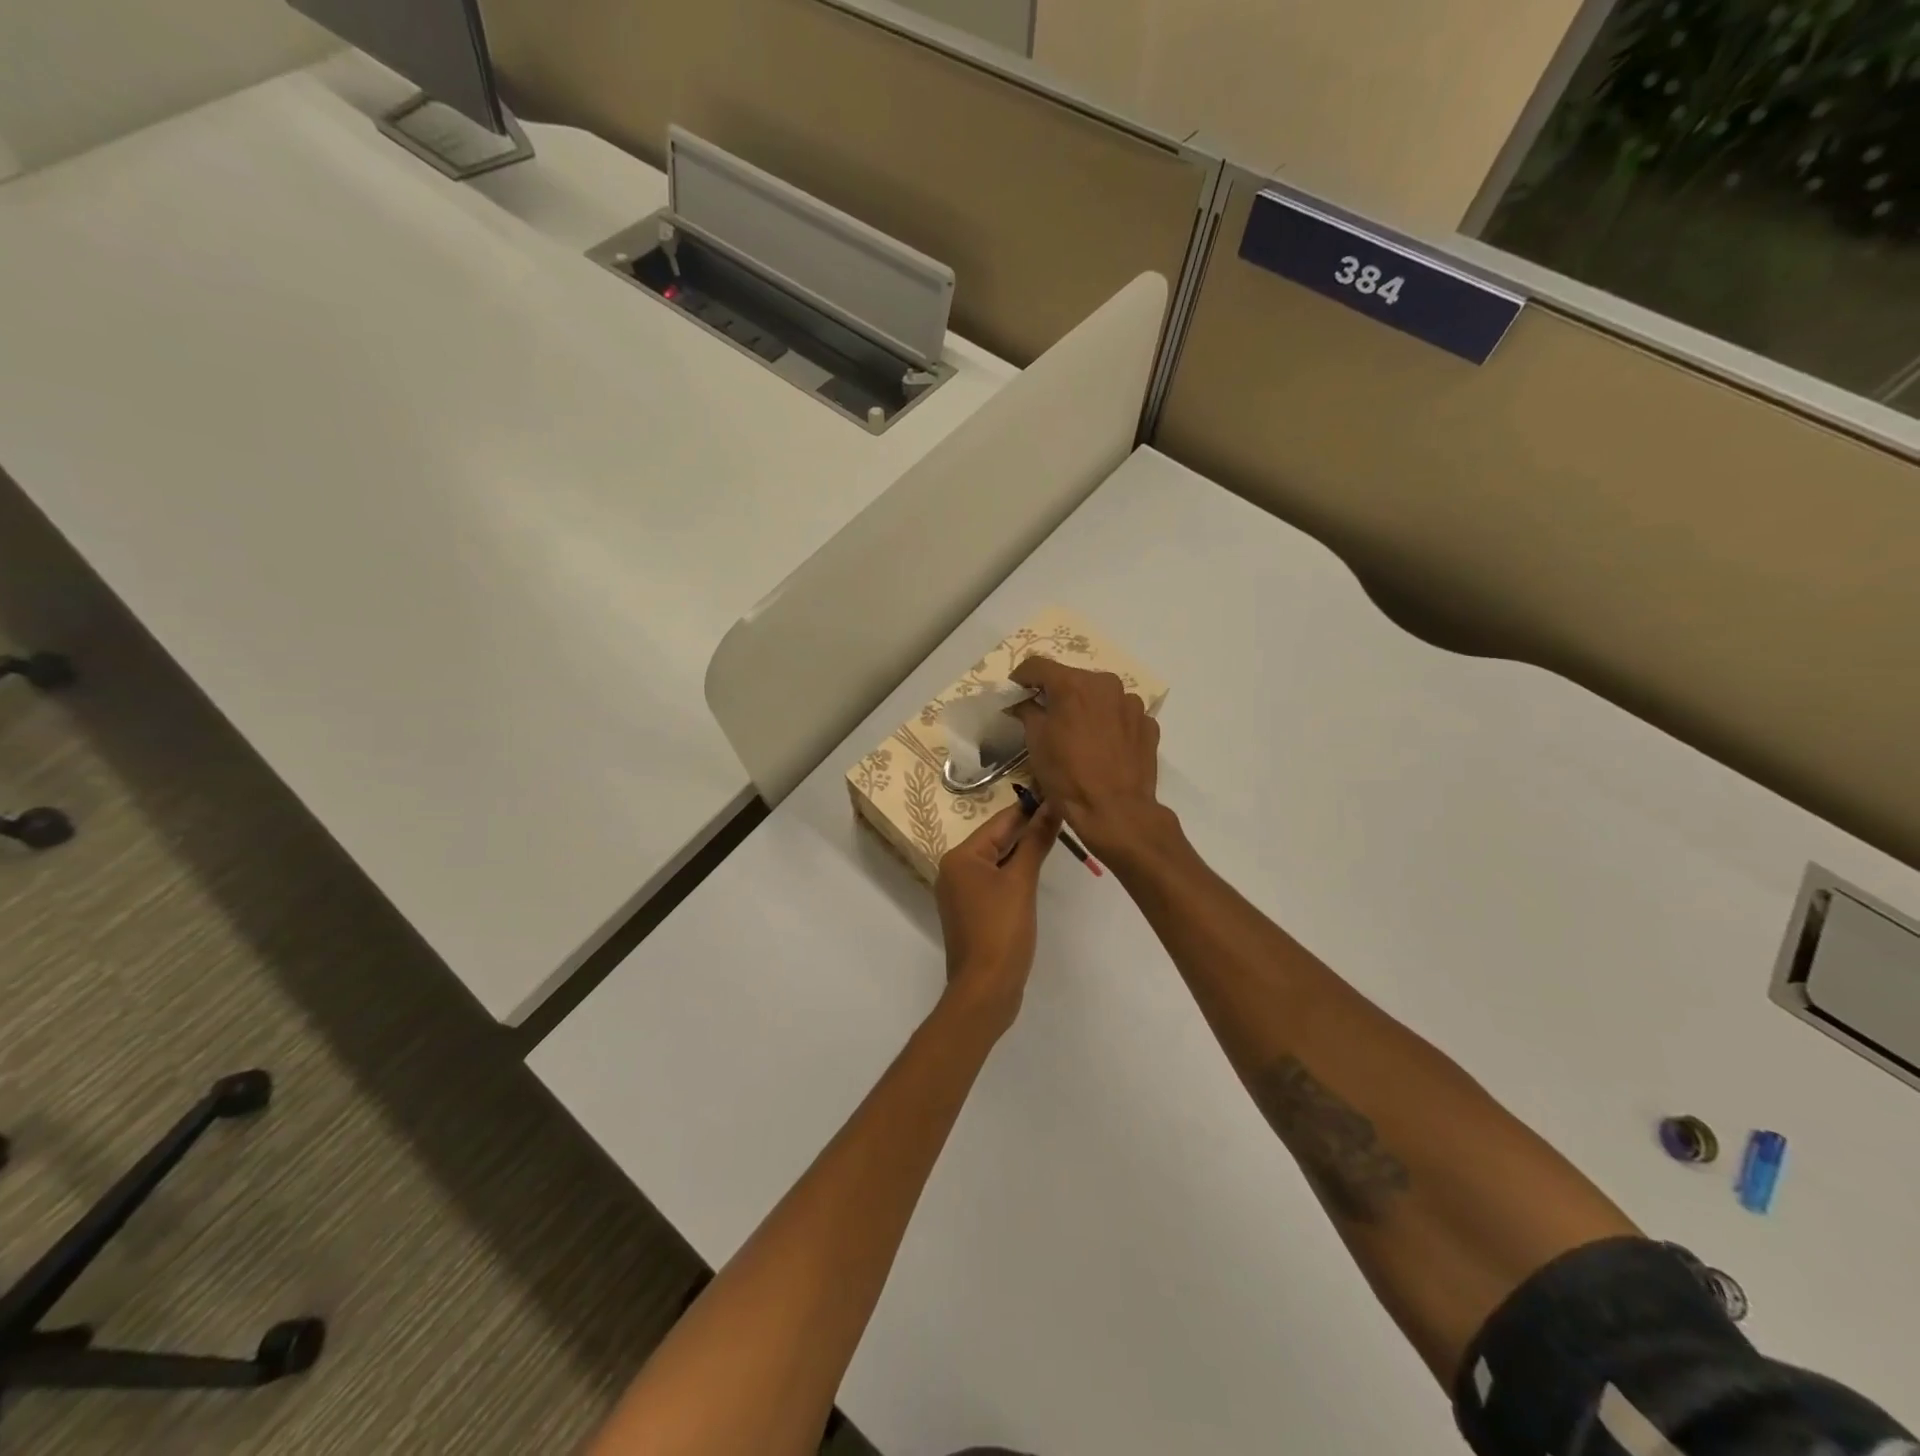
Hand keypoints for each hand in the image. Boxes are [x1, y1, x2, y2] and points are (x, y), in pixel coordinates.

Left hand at [935, 801, 1061, 1027]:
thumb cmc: (1001, 930)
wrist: (985, 989)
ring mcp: (961, 893)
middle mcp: (954, 870)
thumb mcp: (1021, 882)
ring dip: (1023, 851)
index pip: (999, 822)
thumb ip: (1036, 842)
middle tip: (1062, 811)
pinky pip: (995, 881)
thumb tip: (1052, 806)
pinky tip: (1037, 869)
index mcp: (961, 857)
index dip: (1029, 808)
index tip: (1054, 791)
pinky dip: (1015, 873)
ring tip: (1056, 834)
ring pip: (997, 861)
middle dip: (1027, 828)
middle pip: (996, 840)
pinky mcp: (972, 913)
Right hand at [1008, 658, 1164, 859]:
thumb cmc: (1068, 776)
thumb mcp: (1036, 742)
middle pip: (1073, 679)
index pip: (1038, 665)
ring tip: (1080, 735)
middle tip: (1047, 716)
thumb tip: (1023, 701)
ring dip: (1087, 708)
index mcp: (1073, 684)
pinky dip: (1109, 723)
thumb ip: (1028, 711)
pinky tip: (1104, 747)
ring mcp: (1132, 703)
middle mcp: (1106, 684)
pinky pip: (1122, 715)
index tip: (1015, 691)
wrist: (1116, 811)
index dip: (1022, 677)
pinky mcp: (1148, 724)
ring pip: (1100, 696)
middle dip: (1057, 693)